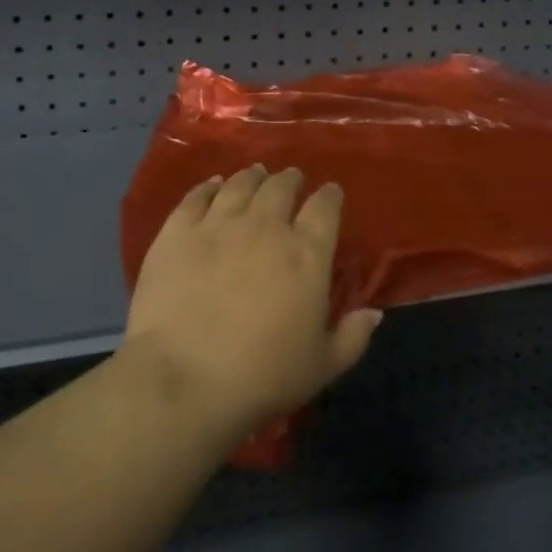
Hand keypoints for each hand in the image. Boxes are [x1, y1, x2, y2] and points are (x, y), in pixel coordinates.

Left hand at [123, 165, 381, 436]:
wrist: (185, 378)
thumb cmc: (262, 376)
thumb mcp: (322, 366)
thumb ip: (352, 336)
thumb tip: (374, 312)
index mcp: (306, 254)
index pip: (325, 209)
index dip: (330, 196)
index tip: (330, 193)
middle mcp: (264, 227)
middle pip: (280, 188)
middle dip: (290, 180)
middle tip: (291, 179)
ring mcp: (217, 224)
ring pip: (239, 185)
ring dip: (252, 176)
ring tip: (256, 173)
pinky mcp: (177, 231)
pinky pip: (196, 196)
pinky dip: (208, 186)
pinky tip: (213, 184)